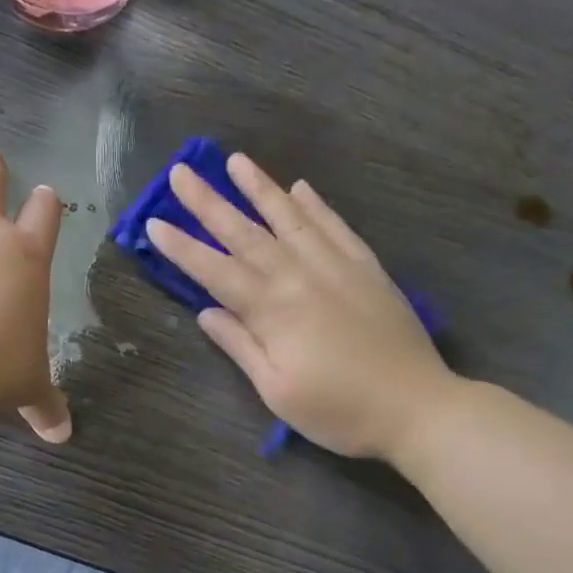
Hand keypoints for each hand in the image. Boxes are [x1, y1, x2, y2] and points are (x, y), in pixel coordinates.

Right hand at [143, 154, 454, 460]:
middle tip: (181, 172)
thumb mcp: (277, 390)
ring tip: (236, 161)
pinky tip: (301, 188)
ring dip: (260, 189)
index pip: (215, 271)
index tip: (154, 223)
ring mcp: (337, 267)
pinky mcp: (367, 269)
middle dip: (209, 203)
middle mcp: (299, 277)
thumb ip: (241, 346)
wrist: (418, 408)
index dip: (183, 248)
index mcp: (272, 311)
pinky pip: (336, 228)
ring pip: (291, 219)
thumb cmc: (339, 411)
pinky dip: (317, 206)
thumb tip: (207, 312)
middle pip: (246, 234)